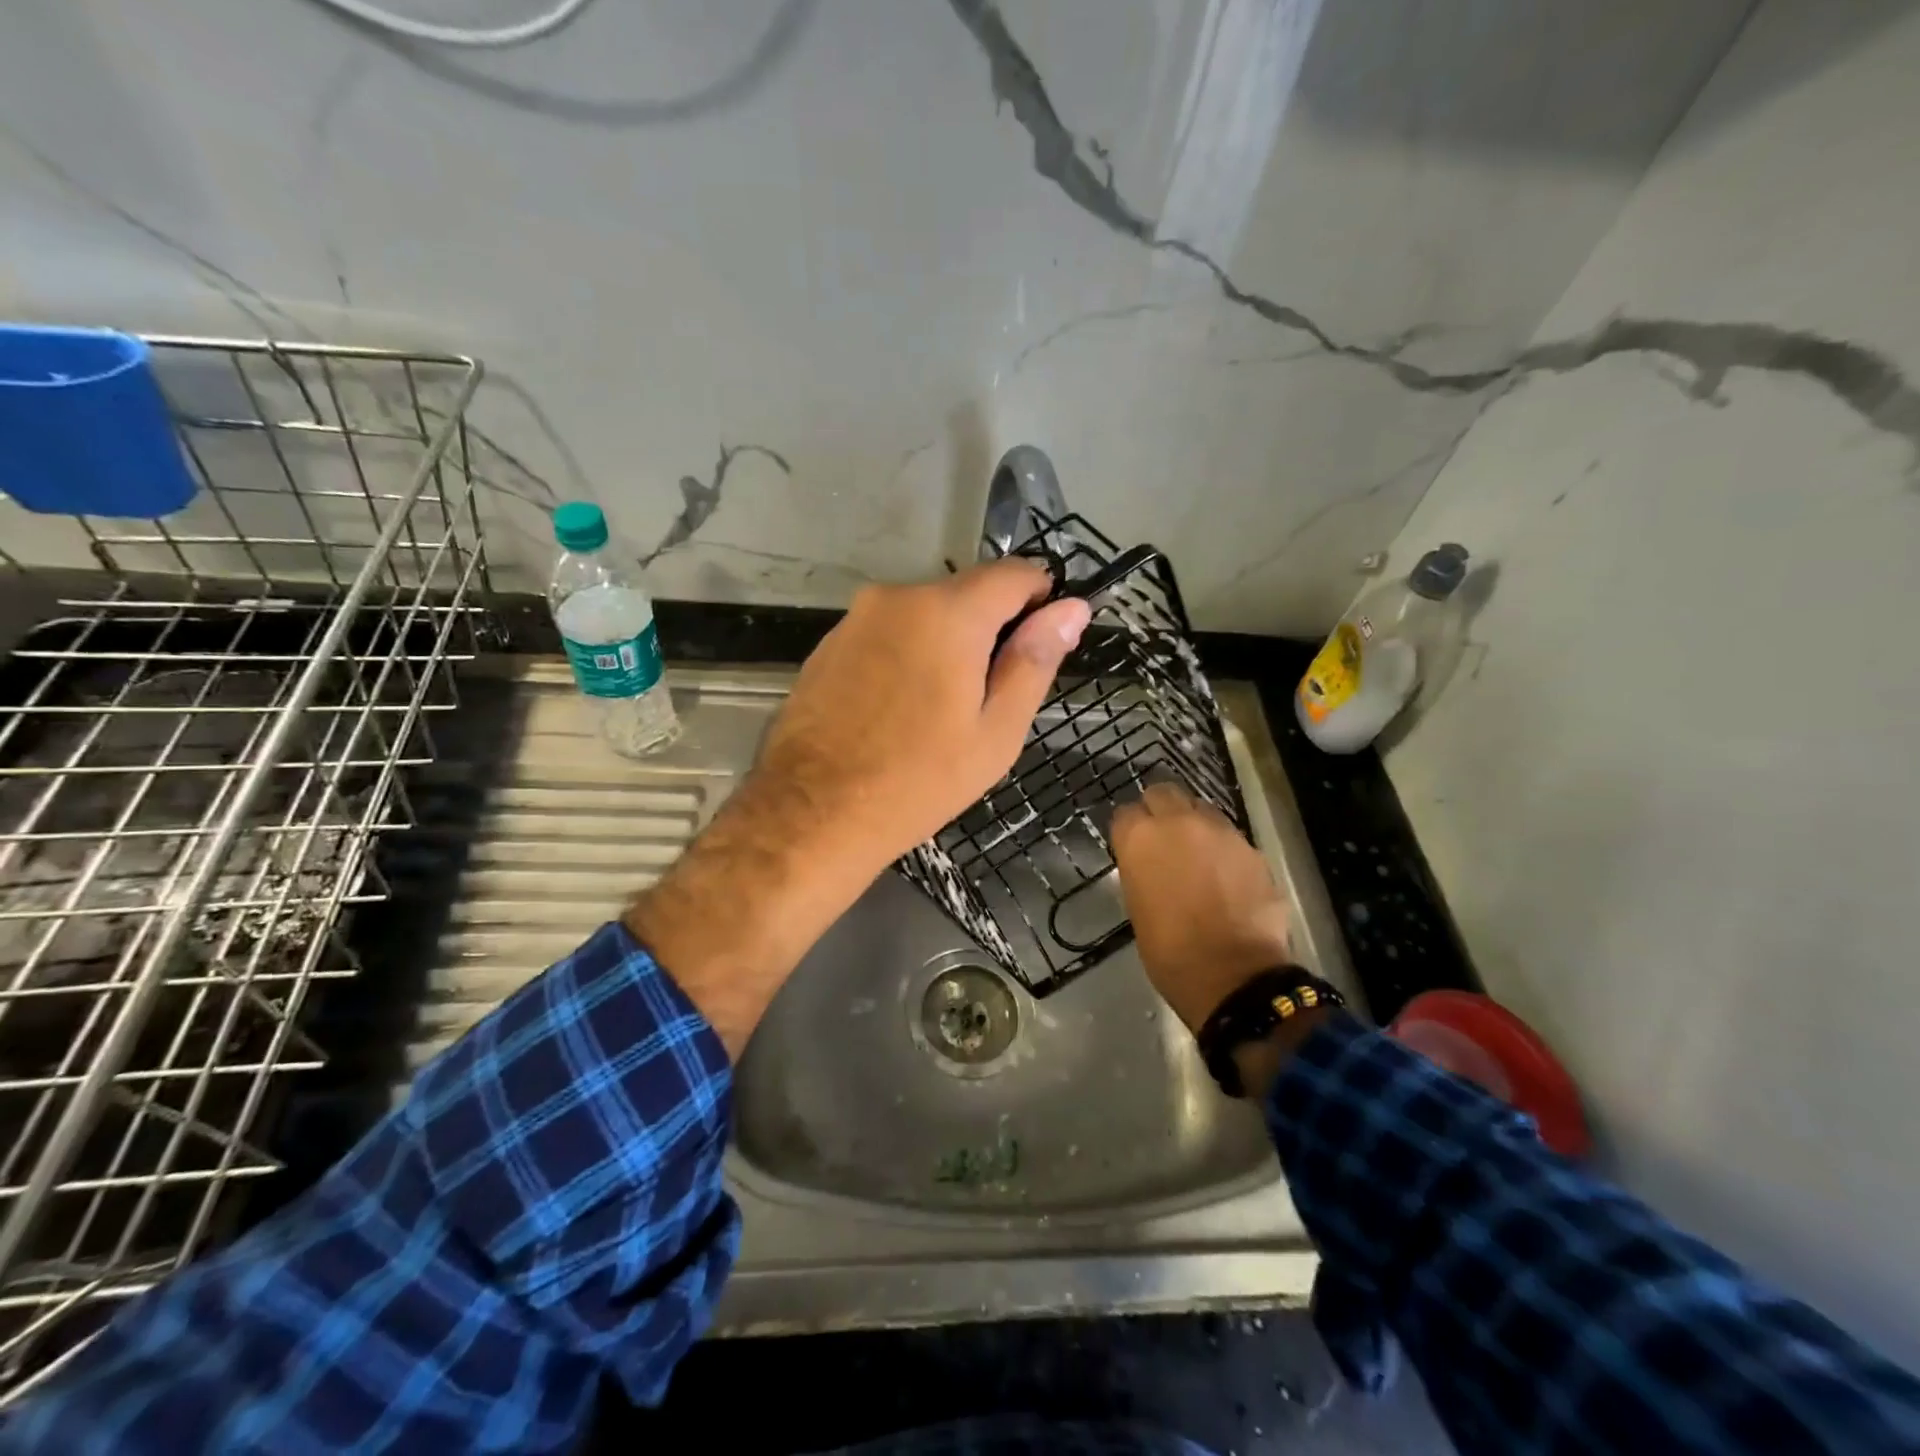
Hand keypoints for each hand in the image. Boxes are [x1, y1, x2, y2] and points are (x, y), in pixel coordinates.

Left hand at [757, 559, 1093, 871]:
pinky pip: (887, 633)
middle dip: (989, 629)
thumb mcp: (995, 732)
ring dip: (945, 644)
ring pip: (924, 614)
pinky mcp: (828, 642)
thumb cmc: (919, 780)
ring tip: (938, 710)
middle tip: (989, 697)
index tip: (1042, 645)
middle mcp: (898, 596)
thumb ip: (1034, 661)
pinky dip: (906, 655)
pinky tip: (897, 709)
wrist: (812, 814)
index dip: (1041, 601)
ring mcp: (856, 617)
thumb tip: (1072, 609)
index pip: (1015, 574)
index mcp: (948, 612)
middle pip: (966, 593)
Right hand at [1112, 782, 1294, 1032]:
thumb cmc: (1170, 951)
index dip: (1129, 830)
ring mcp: (1220, 832)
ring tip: (1197, 855)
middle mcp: (1178, 823)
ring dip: (1194, 825)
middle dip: (1160, 810)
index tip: (1132, 847)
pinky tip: (1225, 877)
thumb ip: (1141, 870)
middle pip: (1163, 793)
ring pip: (1201, 809)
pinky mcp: (1252, 848)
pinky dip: (1223, 849)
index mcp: (1140, 838)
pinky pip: (1230, 837)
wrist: (1233, 975)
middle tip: (1163, 838)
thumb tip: (1150, 863)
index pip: (1125, 814)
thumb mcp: (1137, 906)